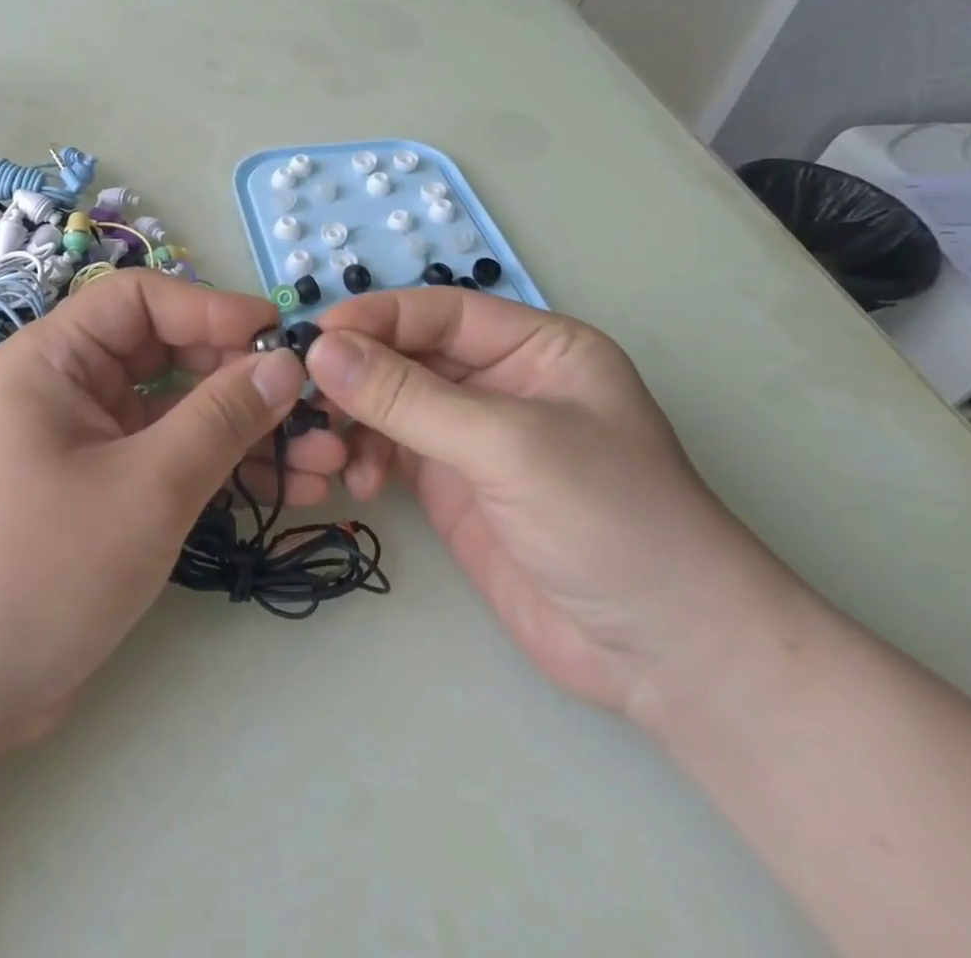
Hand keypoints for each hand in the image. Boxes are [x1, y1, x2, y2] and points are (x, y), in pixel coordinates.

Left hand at [0, 270, 346, 753]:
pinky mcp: (104, 491)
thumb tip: (286, 365)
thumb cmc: (41, 568)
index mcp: (55, 359)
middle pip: (169, 356)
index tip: (282, 340)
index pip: (143, 301)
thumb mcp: (146, 487)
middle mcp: (69, 388)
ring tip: (325, 460)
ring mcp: (88, 442)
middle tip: (314, 410)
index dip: (214, 310)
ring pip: (180, 413)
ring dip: (247, 432)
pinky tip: (289, 488)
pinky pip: (172, 459)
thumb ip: (221, 419)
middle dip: (244, 381)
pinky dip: (223, 469)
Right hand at [306, 290, 794, 716]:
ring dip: (354, 418)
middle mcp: (499, 382)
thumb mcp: (507, 445)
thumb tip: (319, 351)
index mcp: (534, 347)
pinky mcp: (452, 486)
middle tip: (303, 397)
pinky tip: (356, 481)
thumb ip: (408, 398)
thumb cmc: (610, 520)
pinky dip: (365, 458)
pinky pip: (390, 451)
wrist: (667, 656)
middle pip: (407, 355)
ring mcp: (472, 436)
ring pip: (390, 403)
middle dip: (356, 374)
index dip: (375, 319)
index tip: (312, 339)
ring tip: (327, 446)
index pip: (438, 313)